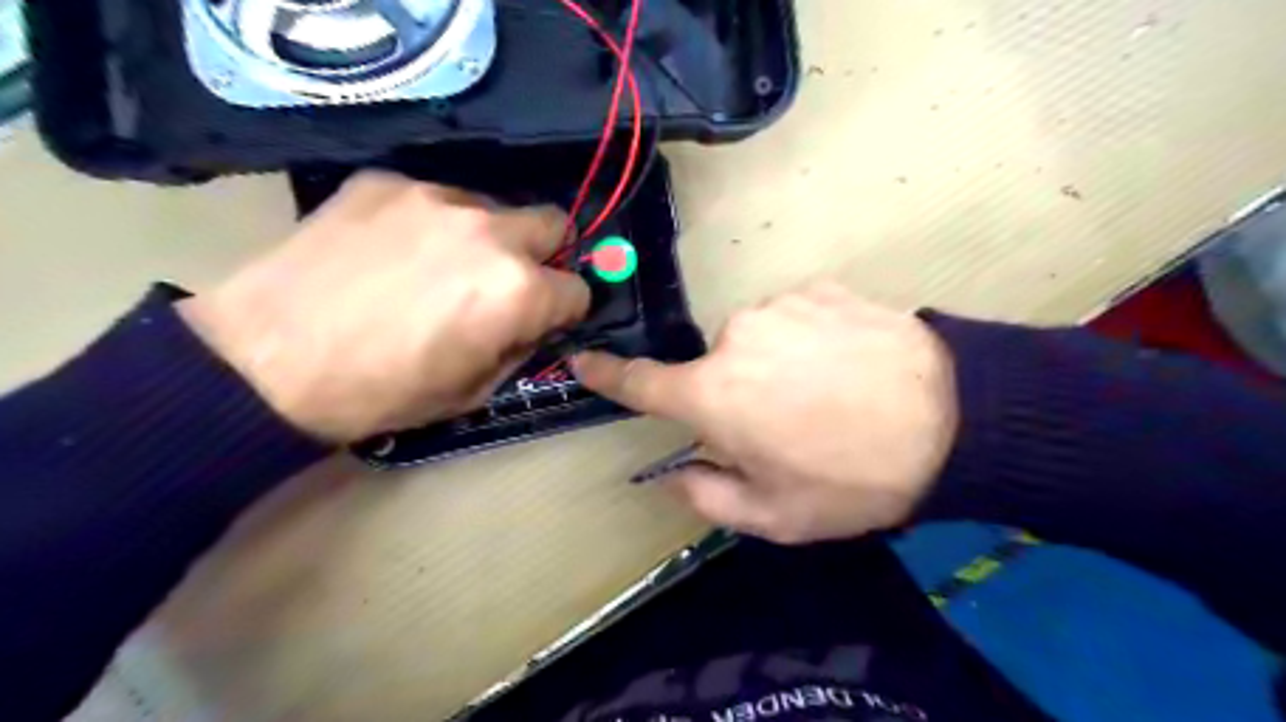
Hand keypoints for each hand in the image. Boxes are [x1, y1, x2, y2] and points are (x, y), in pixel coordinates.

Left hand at [182, 173, 592, 441]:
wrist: (264, 362)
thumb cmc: (381, 392)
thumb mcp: (472, 392)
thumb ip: (519, 350)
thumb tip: (535, 326)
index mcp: (518, 290)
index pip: (578, 289)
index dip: (564, 311)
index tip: (543, 321)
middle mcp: (489, 231)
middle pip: (553, 224)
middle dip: (544, 256)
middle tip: (507, 283)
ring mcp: (434, 197)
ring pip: (492, 208)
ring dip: (486, 237)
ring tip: (438, 267)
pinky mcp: (384, 180)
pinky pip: (434, 198)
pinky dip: (431, 223)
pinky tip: (392, 251)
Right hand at [574, 281, 951, 541]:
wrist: (954, 420)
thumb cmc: (853, 478)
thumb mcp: (775, 515)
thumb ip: (708, 496)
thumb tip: (674, 473)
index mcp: (713, 393)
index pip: (641, 382)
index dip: (608, 375)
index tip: (582, 360)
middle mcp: (734, 336)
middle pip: (714, 367)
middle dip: (734, 394)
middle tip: (787, 424)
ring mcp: (779, 304)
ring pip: (755, 340)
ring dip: (774, 365)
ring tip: (827, 393)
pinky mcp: (820, 287)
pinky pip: (794, 317)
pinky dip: (807, 339)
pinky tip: (848, 363)